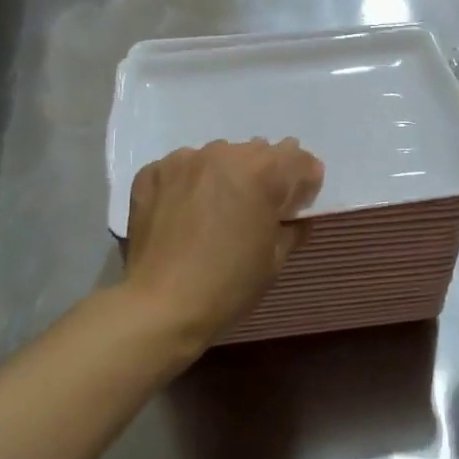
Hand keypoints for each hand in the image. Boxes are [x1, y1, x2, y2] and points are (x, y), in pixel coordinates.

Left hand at [122, 139, 323, 351]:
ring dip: (226, 175)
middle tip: (260, 207)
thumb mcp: (275, 259)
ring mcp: (183, 160)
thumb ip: (293, 226)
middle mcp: (223, 154)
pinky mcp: (153, 172)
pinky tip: (185, 211)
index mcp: (260, 172)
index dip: (305, 177)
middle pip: (256, 152)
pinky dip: (190, 183)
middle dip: (266, 174)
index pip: (296, 157)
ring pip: (218, 156)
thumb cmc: (227, 285)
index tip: (302, 199)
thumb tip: (296, 214)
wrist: (159, 307)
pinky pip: (182, 168)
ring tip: (218, 208)